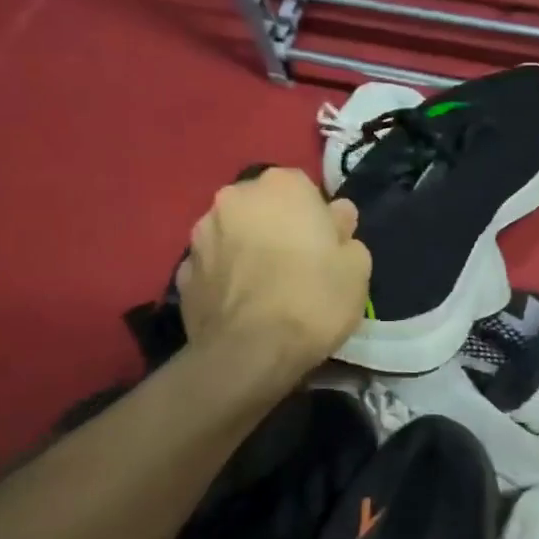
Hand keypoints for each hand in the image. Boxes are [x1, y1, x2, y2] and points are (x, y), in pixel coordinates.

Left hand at [177, 167, 370, 370]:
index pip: (303, 188)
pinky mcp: (181, 272)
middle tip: (298, 265)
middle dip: (277, 227)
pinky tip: (242, 305)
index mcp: (281, 186)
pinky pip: (213, 266)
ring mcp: (200, 234)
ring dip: (247, 249)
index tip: (326, 246)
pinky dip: (226, 278)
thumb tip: (337, 216)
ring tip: (267, 288)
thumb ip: (346, 233)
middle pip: (263, 207)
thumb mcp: (357, 267)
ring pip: (233, 234)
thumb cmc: (313, 299)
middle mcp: (234, 198)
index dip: (316, 217)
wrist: (250, 353)